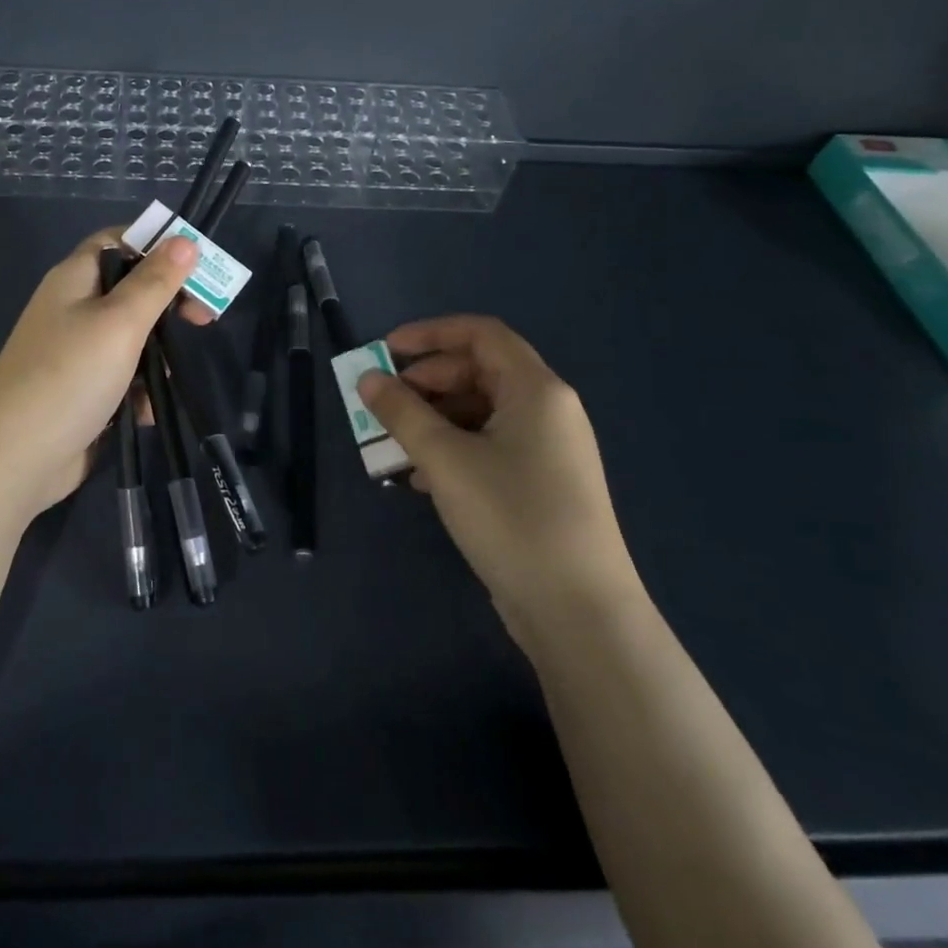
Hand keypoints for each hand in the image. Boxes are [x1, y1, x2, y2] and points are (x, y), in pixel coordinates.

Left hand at [0, 227, 206, 516]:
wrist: (14, 459)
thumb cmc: (69, 376)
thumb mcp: (120, 322)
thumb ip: (156, 281)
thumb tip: (185, 240)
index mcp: (75, 278)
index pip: (119, 239)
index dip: (157, 244)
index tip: (196, 264)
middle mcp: (73, 307)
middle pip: (131, 289)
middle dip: (168, 304)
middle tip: (203, 320)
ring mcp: (74, 351)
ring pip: (131, 336)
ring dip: (156, 354)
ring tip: (166, 376)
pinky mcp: (81, 389)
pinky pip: (121, 375)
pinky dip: (138, 389)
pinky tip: (145, 411)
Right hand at [356, 315, 637, 639]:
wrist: (579, 613)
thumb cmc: (511, 517)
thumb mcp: (445, 459)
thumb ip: (401, 413)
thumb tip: (368, 379)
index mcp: (536, 389)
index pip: (481, 334)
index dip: (430, 334)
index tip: (386, 351)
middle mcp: (547, 410)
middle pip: (478, 372)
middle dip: (426, 381)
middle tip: (384, 403)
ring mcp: (547, 450)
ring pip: (480, 412)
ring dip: (433, 419)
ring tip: (393, 443)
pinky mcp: (540, 485)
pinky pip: (489, 446)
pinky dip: (452, 448)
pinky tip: (419, 477)